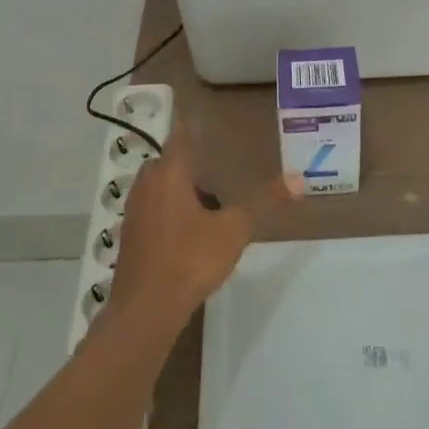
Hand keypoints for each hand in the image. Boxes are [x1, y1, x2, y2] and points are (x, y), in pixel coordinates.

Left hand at [110, 122, 298, 333]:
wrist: (146, 308)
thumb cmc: (190, 259)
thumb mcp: (234, 230)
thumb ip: (264, 202)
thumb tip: (298, 180)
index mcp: (168, 173)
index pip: (180, 136)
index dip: (192, 126)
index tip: (206, 120)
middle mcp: (146, 184)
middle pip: (169, 163)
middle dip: (192, 165)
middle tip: (219, 170)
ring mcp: (134, 210)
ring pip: (160, 188)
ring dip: (181, 190)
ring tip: (211, 205)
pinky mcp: (130, 234)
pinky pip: (154, 210)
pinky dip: (171, 212)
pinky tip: (191, 233)